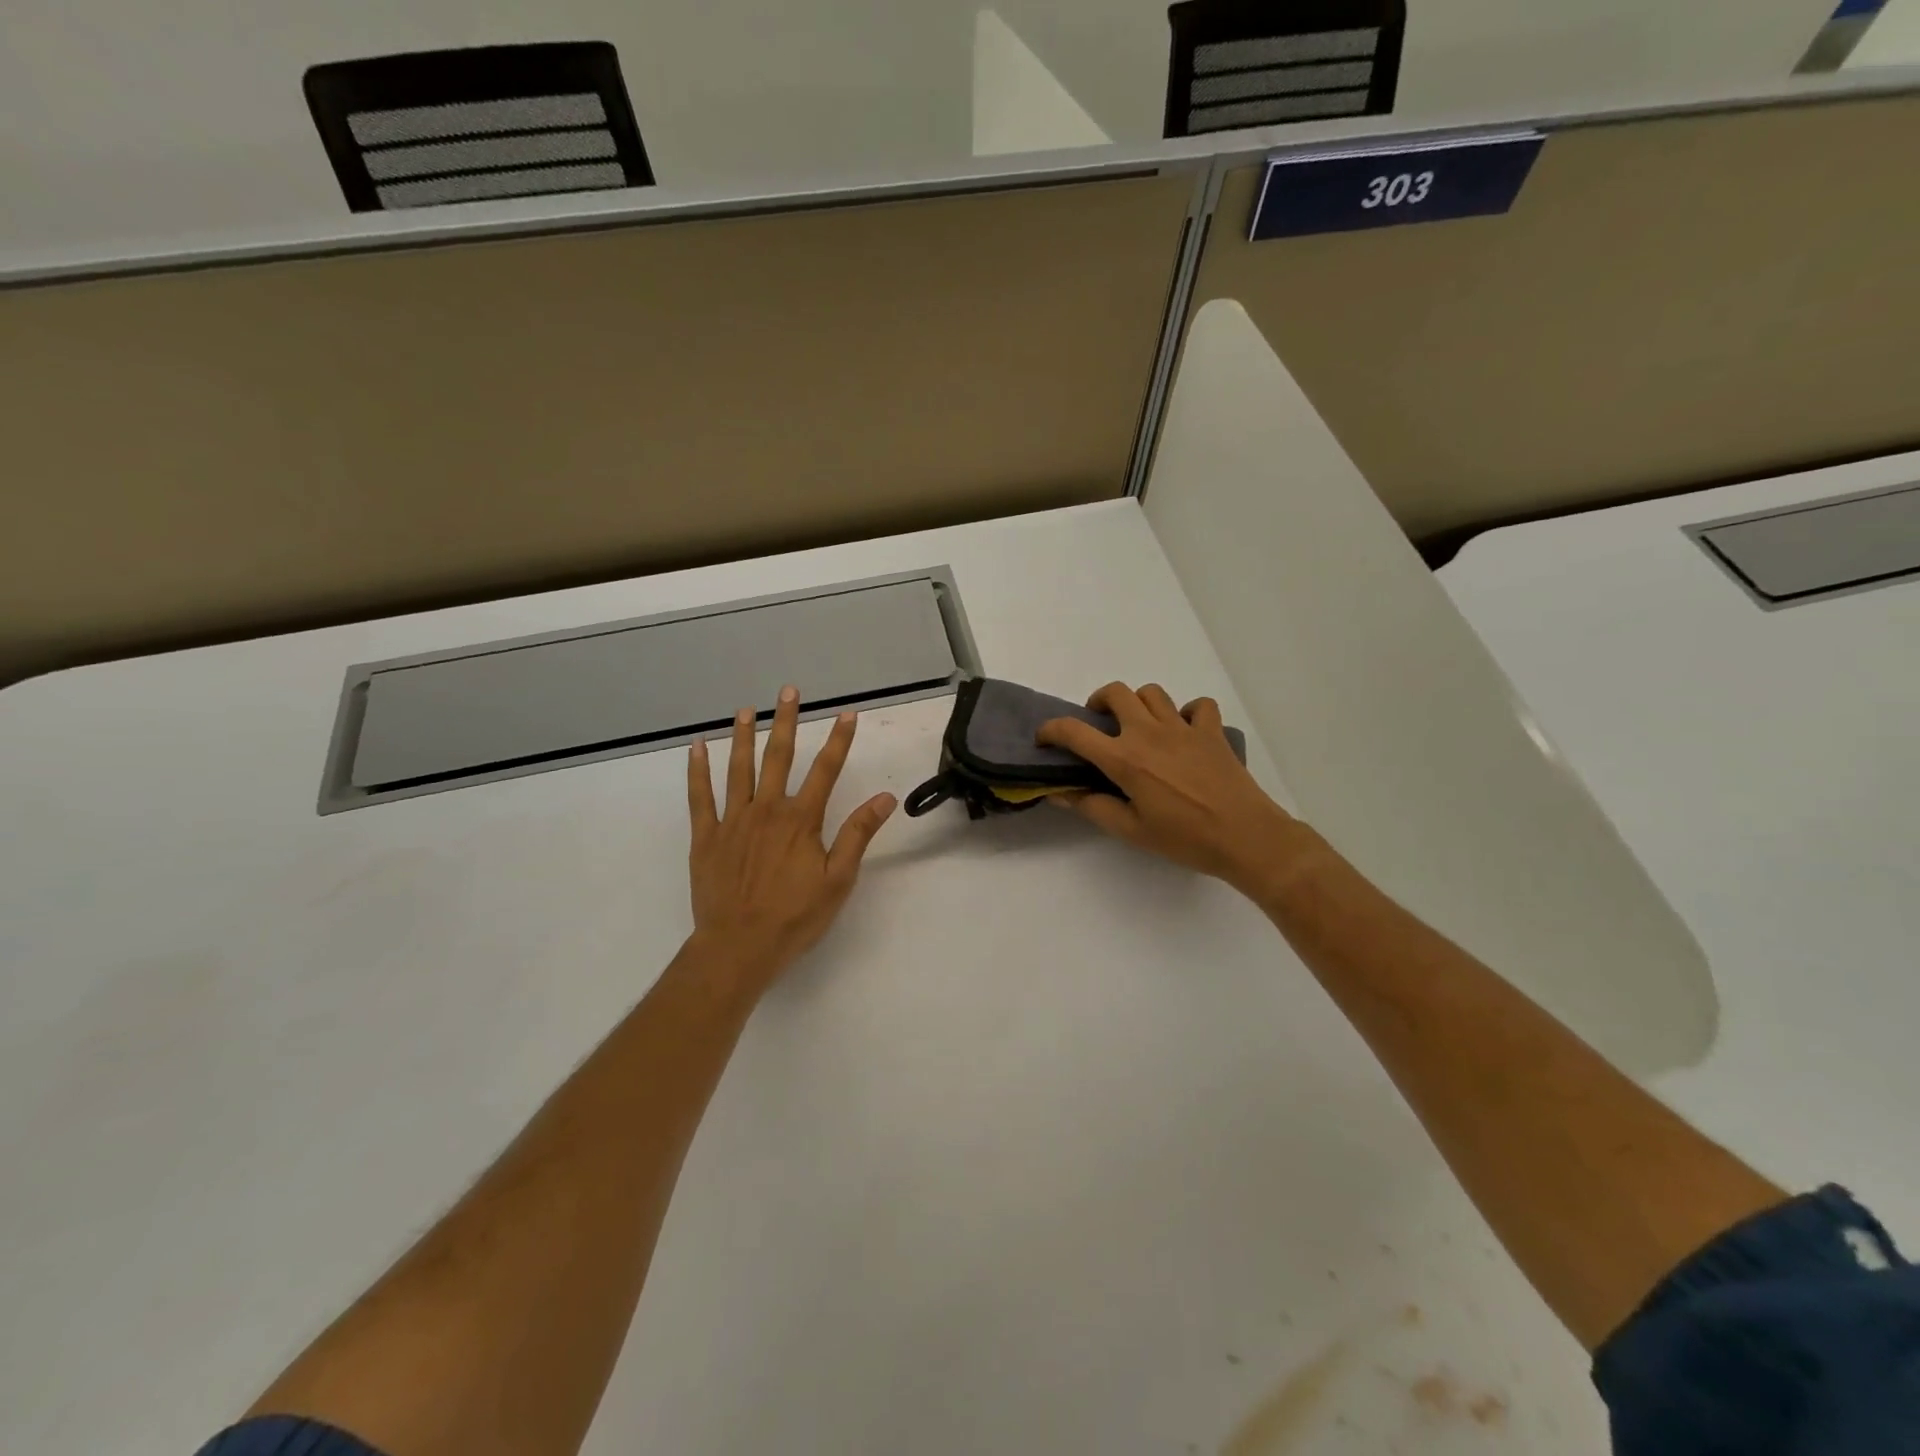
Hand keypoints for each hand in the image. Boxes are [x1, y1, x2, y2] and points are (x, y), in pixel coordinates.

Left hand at [684, 685, 897, 998]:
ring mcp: (732, 821)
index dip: (839, 740)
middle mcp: (766, 810)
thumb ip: (858, 834)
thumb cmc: (794, 916)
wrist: (738, 947)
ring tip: (745, 709)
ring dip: (743, 736)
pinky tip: (696, 747)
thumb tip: (884, 798)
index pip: (826, 770)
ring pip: (738, 769)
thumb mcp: (838, 879)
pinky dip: (697, 770)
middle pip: (778, 757)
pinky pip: (699, 796)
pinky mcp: (705, 836)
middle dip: (785, 722)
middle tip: (788, 691)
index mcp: (801, 820)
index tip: (847, 714)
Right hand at [1036, 682, 1311, 898]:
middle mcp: (1149, 733)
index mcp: (1125, 759)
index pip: (1075, 732)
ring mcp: (1184, 728)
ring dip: (1138, 704)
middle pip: (1116, 693)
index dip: (1051, 730)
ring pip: (1152, 693)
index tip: (1044, 739)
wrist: (1246, 836)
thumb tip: (1060, 793)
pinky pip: (1197, 706)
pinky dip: (1187, 713)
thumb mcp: (1130, 830)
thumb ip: (1092, 807)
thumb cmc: (1184, 839)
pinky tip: (1184, 732)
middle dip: (1098, 702)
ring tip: (1138, 725)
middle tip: (1098, 723)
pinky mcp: (1211, 731)